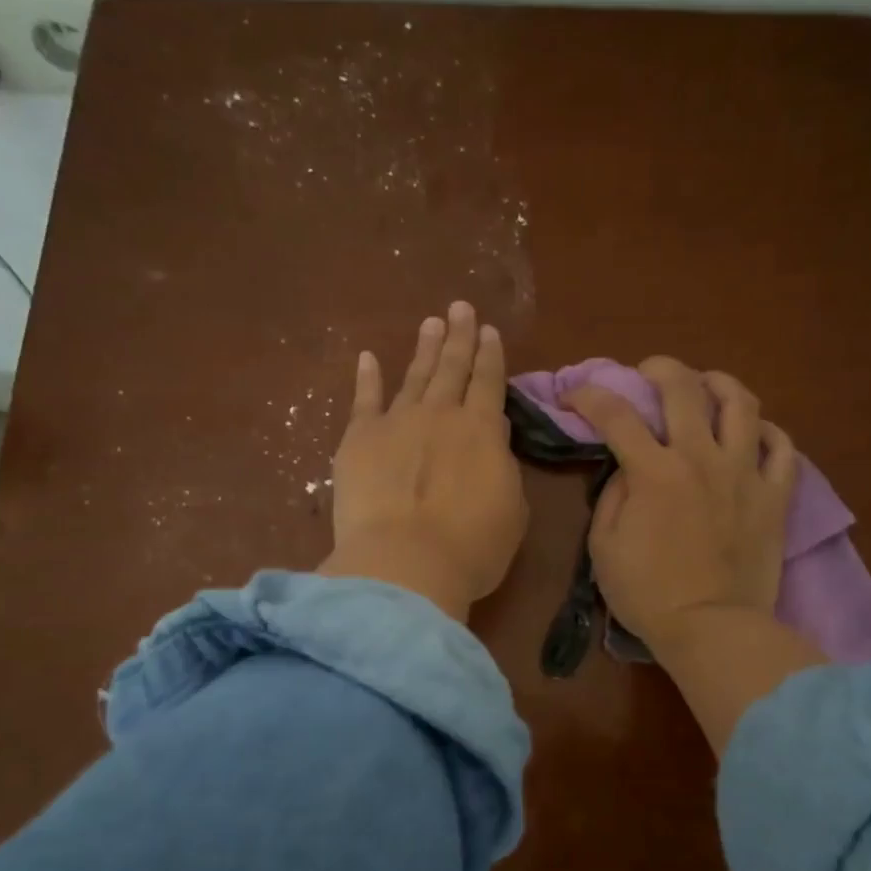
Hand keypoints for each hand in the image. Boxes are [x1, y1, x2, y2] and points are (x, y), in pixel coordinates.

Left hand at [319, 301, 526, 621]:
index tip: (489, 331)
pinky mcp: (359, 438)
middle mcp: (442, 414)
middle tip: (460, 308)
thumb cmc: (472, 547)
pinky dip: (367, 376)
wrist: (406, 563)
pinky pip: (364, 399)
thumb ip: (503, 467)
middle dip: (459, 336)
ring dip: (424, 348)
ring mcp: (397, 421)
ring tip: (431, 323)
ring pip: (414, 376)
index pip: (489, 382)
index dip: (490, 356)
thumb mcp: (511, 508)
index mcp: (483, 430)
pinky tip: (368, 357)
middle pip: (452, 367)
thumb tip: (492, 439)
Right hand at [567, 357, 797, 653]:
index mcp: (654, 471)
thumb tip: (629, 468)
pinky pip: (782, 448)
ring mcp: (745, 473)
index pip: (614, 414)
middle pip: (683, 387)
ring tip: (706, 386)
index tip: (573, 395)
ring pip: (741, 403)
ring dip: (719, 383)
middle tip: (647, 373)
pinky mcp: (775, 496)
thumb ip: (614, 496)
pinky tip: (752, 433)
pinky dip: (766, 432)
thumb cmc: (647, 593)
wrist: (710, 629)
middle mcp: (701, 458)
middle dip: (659, 368)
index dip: (587, 394)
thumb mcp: (604, 546)